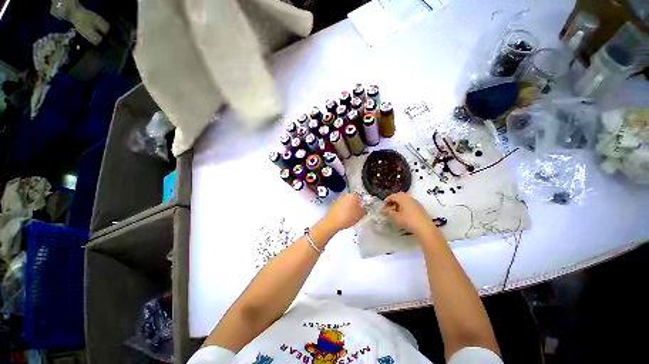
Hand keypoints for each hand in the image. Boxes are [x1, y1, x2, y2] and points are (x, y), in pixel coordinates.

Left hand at [324, 193, 365, 230]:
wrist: (332, 222)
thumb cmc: (347, 217)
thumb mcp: (360, 215)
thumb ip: (364, 209)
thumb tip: (365, 207)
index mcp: (353, 195)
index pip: (361, 197)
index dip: (363, 204)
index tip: (364, 209)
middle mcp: (345, 195)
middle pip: (353, 199)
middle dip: (356, 205)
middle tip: (358, 213)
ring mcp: (338, 199)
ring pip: (347, 202)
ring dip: (350, 207)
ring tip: (351, 216)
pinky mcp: (333, 204)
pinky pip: (341, 206)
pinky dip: (344, 210)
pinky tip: (344, 216)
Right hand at [381, 192, 436, 237]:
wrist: (424, 227)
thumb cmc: (407, 220)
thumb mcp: (395, 217)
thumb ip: (388, 212)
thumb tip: (384, 211)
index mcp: (403, 198)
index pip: (392, 196)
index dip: (386, 201)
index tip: (383, 207)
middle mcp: (409, 197)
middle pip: (399, 196)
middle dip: (392, 201)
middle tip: (388, 208)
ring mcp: (415, 202)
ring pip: (404, 199)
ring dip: (398, 203)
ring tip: (395, 211)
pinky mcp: (419, 207)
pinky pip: (409, 203)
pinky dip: (404, 206)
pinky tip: (403, 213)